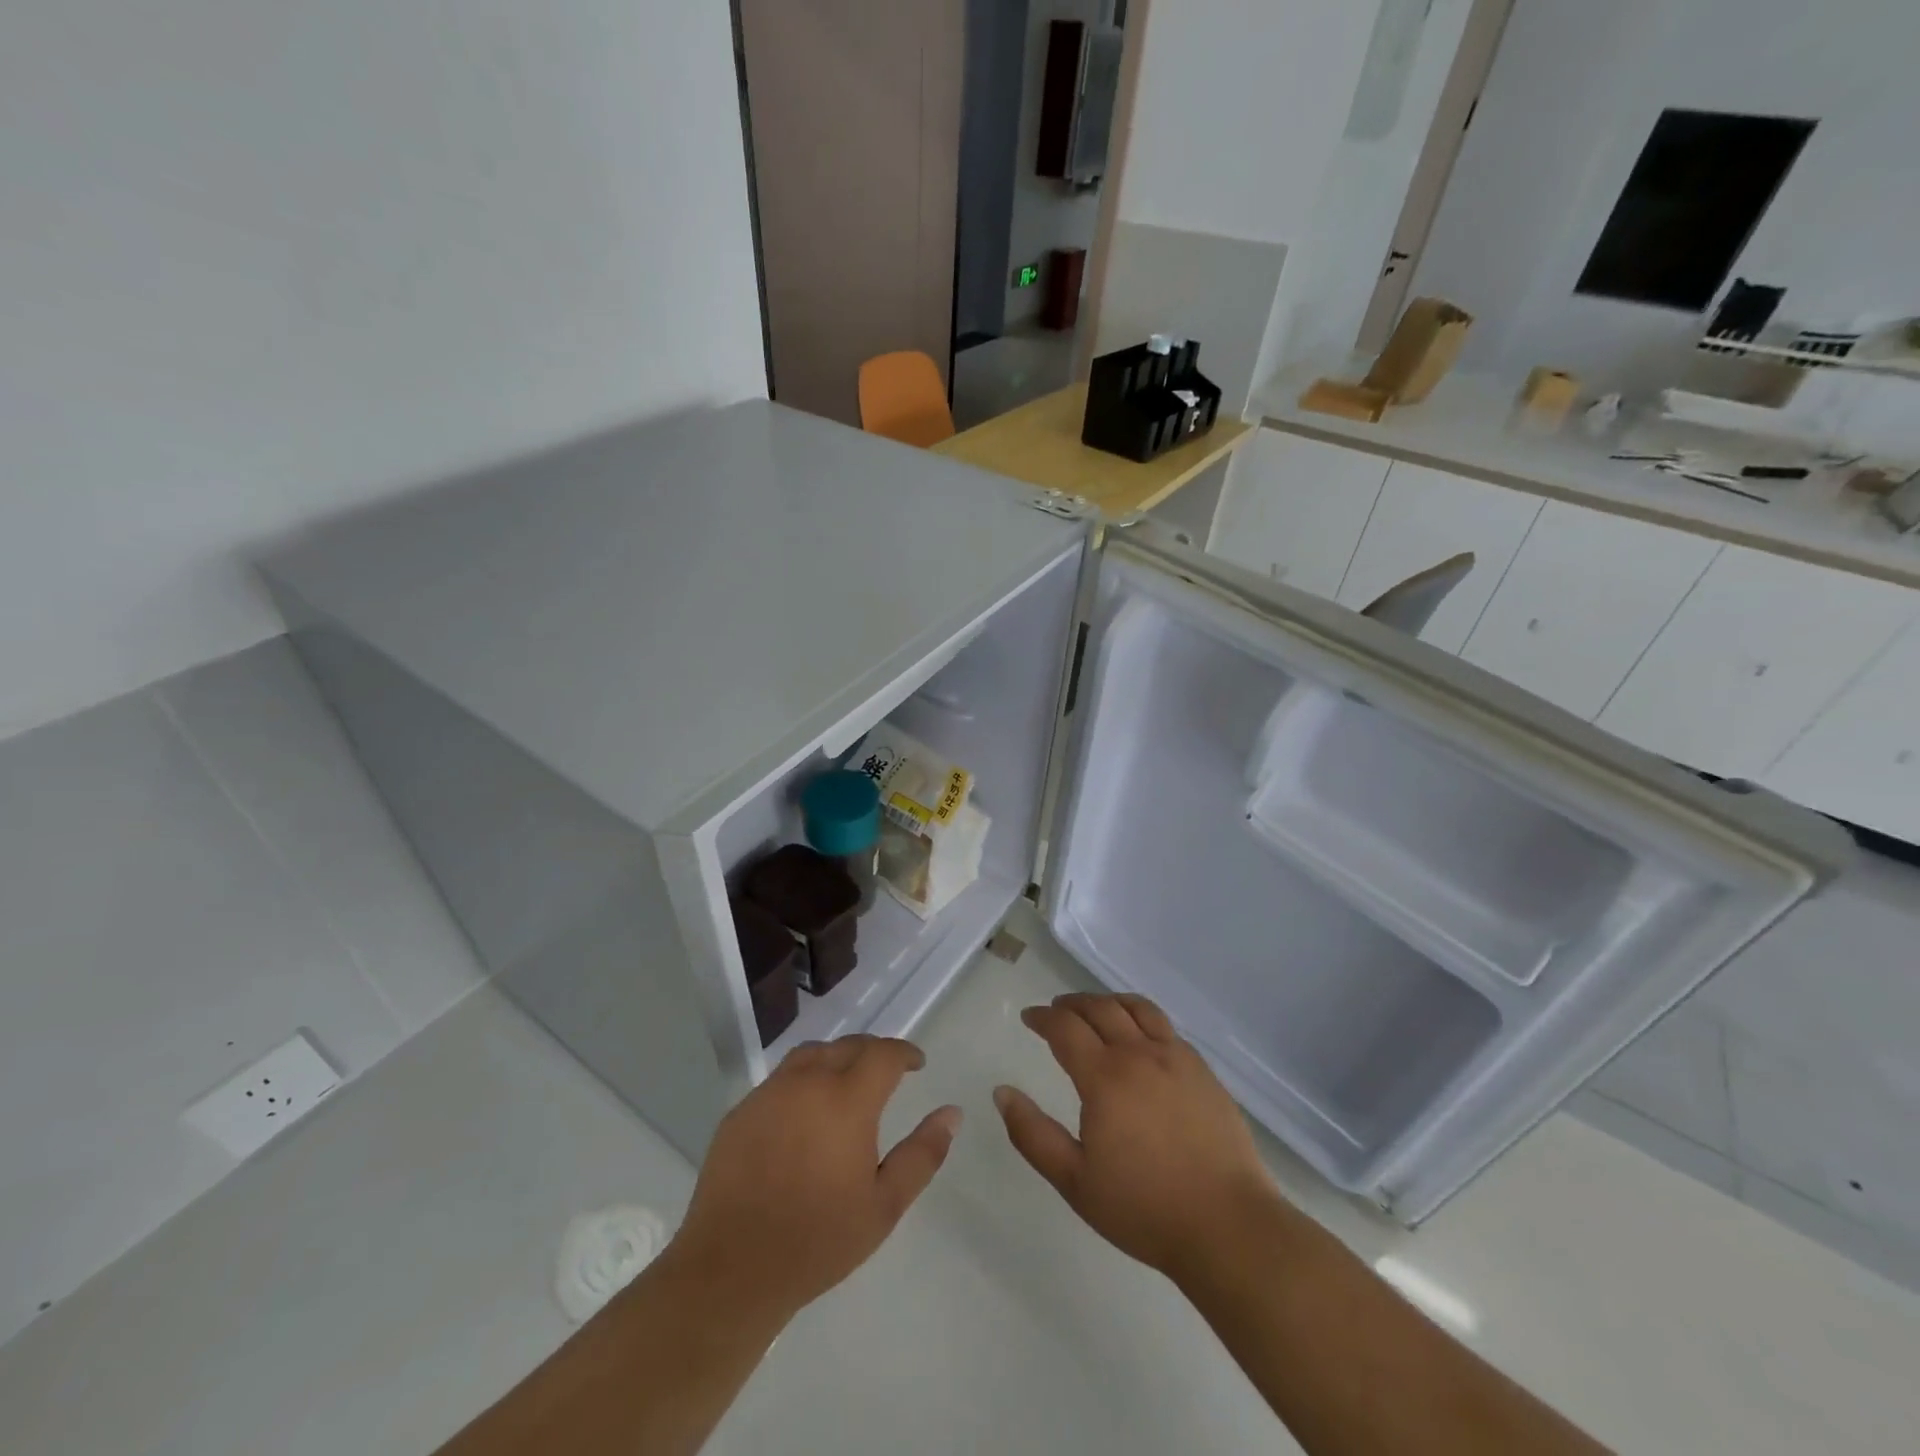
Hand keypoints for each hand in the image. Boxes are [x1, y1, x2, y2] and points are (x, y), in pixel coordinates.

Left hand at [666, 1035, 961, 1324]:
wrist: (732, 1270)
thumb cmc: (818, 1240)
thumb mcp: (884, 1205)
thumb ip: (922, 1154)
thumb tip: (952, 1113)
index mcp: (847, 1100)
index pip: (883, 1053)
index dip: (904, 1052)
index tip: (917, 1064)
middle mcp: (807, 1082)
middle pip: (847, 1045)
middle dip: (872, 1052)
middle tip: (886, 1073)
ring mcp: (769, 1093)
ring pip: (811, 1055)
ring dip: (836, 1058)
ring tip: (846, 1083)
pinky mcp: (741, 1111)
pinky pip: (780, 1080)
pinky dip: (802, 1081)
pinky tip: (804, 1113)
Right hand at [994, 993, 1280, 1277]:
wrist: (1228, 1226)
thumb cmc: (1144, 1208)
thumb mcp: (1074, 1181)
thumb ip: (1032, 1134)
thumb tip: (1002, 1092)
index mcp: (1104, 1077)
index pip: (1065, 1028)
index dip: (1043, 1017)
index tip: (1029, 1017)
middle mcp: (1139, 1054)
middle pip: (1100, 1008)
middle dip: (1072, 1004)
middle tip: (1056, 1010)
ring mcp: (1176, 1058)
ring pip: (1136, 1008)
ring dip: (1108, 1001)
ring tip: (1096, 1010)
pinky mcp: (1203, 1070)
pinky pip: (1165, 1026)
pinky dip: (1141, 1016)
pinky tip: (1140, 1036)